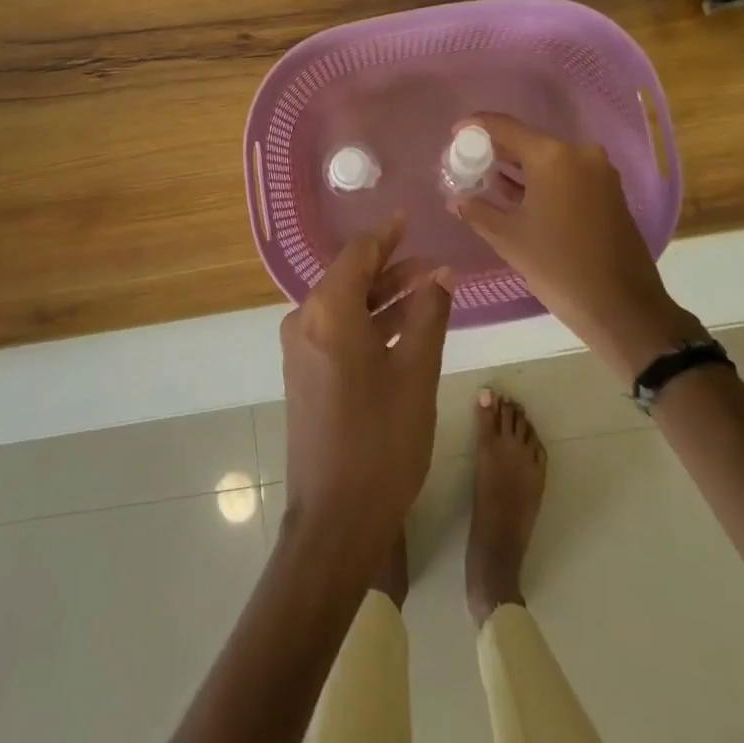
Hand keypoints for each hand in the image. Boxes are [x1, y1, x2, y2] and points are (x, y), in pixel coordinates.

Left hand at [281, 217, 453, 567]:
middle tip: (432, 263)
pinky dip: (369, 322)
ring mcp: (301, 349)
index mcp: (328, 311)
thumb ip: (429, 314)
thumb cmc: (381, 441)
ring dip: (383, 297)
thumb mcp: (416, 372)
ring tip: (428, 291)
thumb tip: (441, 274)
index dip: (387, 235)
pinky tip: (403, 327)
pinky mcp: (305, 373)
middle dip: (392, 268)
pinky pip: (338, 330)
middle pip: (350, 277)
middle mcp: (306, 321)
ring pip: (346, 305)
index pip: (358, 254)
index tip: (410, 220)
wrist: (334, 521)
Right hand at [450, 113, 707, 378]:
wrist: (624, 309)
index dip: (476, 127)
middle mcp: (579, 153)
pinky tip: (517, 193)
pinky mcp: (609, 191)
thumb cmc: (560, 268)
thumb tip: (456, 200)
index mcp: (552, 157)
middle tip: (467, 160)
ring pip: (548, 158)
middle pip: (528, 140)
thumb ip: (478, 212)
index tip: (454, 134)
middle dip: (496, 149)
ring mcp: (598, 171)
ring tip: (486, 177)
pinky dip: (541, 179)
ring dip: (519, 167)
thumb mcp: (510, 239)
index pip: (505, 127)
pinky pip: (566, 173)